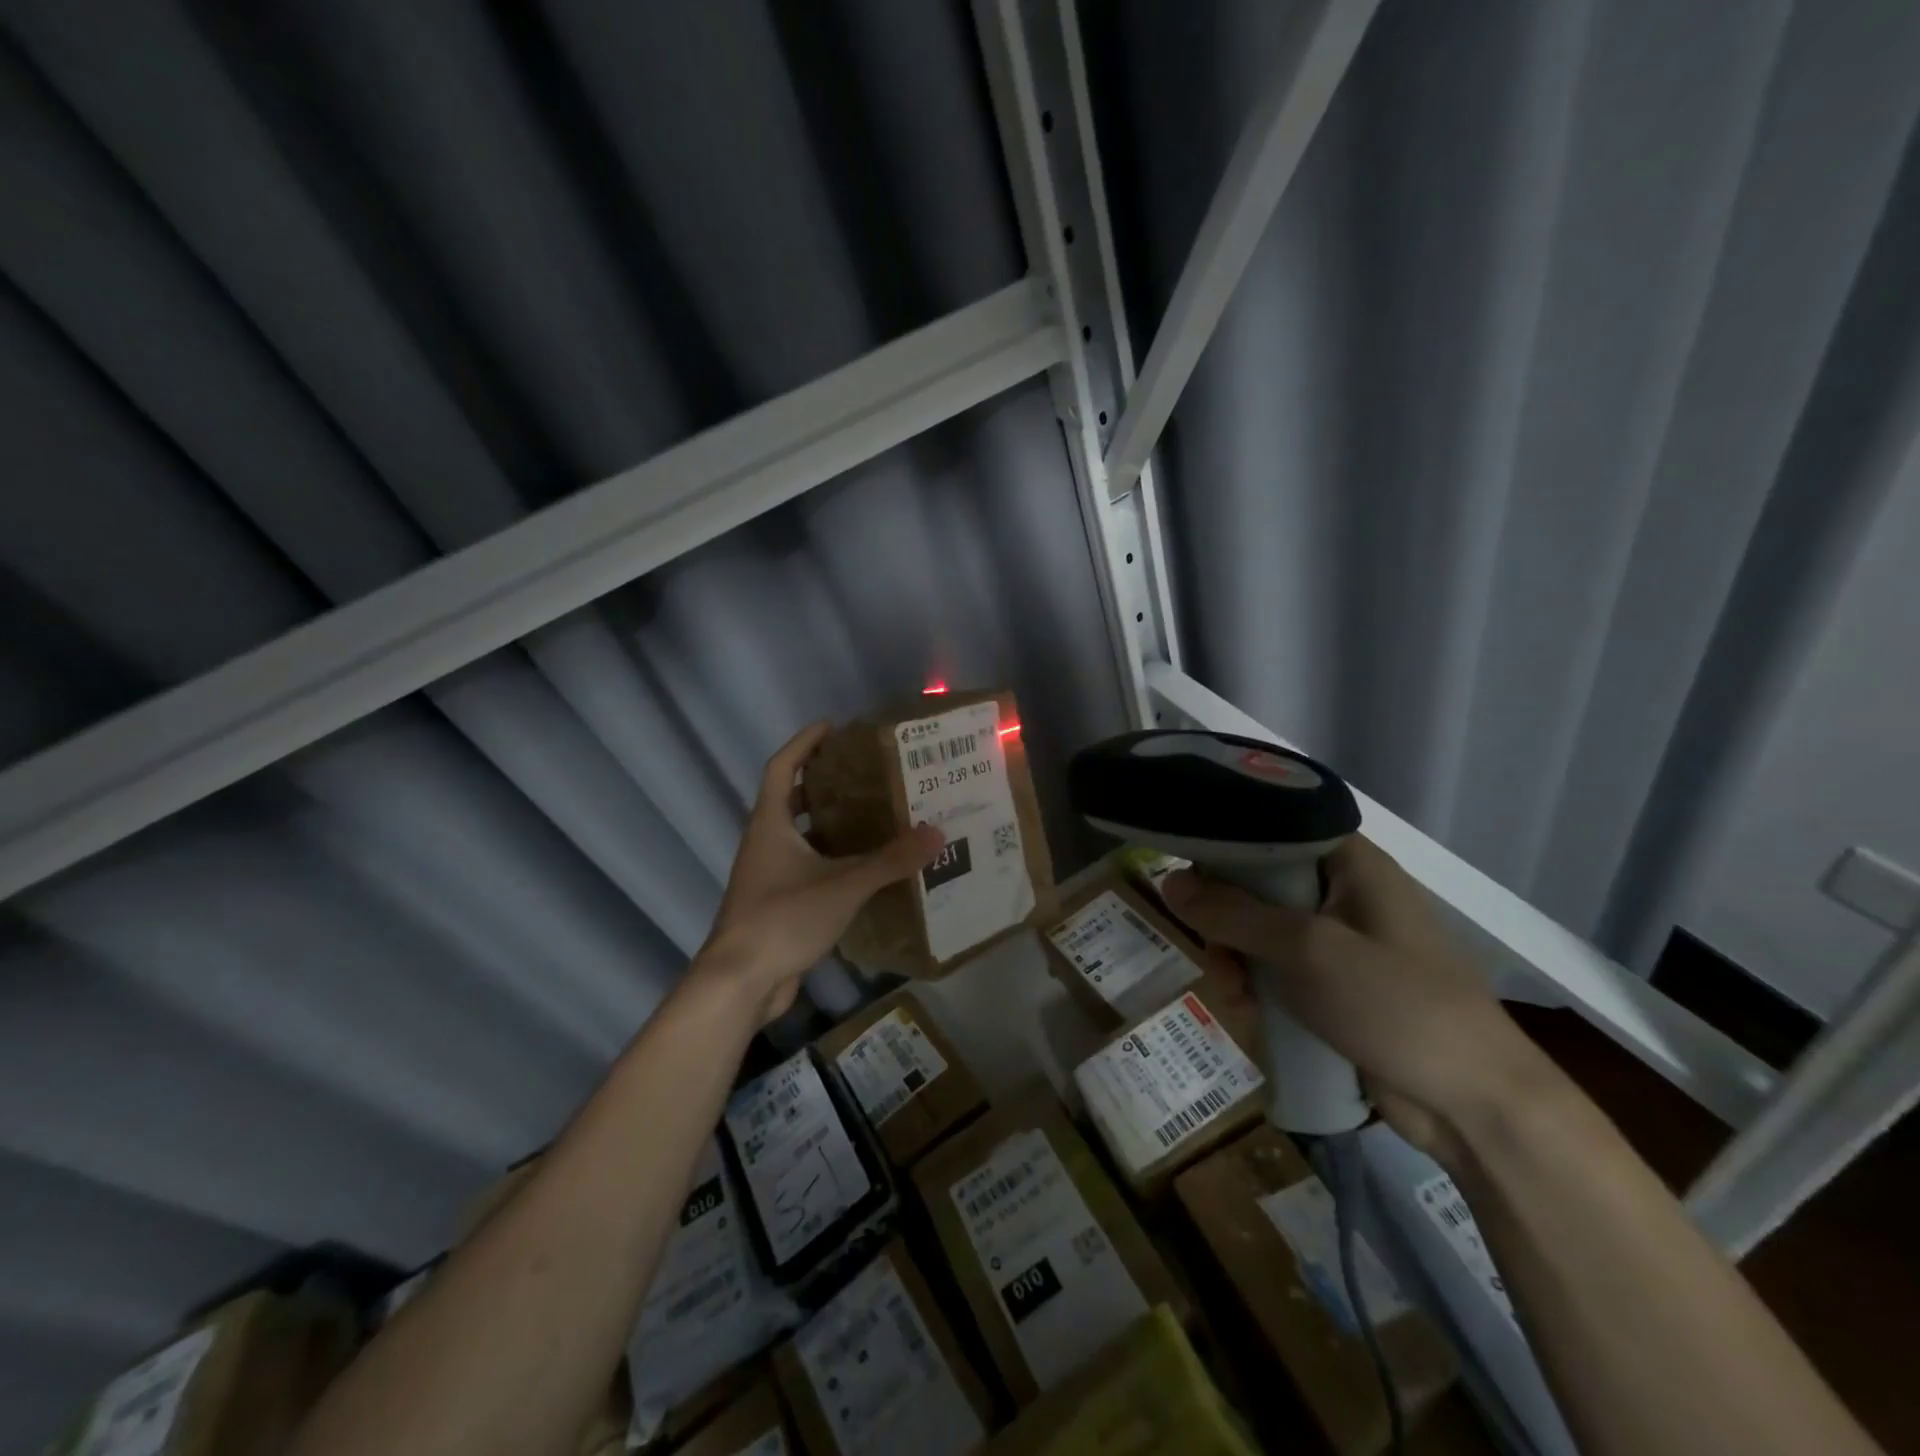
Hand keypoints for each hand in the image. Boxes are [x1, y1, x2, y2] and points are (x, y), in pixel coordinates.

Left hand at [696, 722, 944, 1022]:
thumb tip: (937, 833)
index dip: (804, 743)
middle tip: (863, 775)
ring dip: (828, 824)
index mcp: (770, 824)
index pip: (781, 767)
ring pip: (798, 837)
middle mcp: (764, 843)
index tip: (833, 727)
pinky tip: (862, 869)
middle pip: (789, 799)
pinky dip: (829, 860)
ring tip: (871, 817)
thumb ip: (890, 860)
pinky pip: (804, 868)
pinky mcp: (775, 903)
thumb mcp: (843, 885)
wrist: (740, 982)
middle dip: (822, 783)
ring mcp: (766, 875)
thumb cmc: (783, 918)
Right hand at [1163, 837, 1539, 1161]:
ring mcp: (1342, 941)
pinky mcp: (1337, 984)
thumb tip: (1168, 881)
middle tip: (1214, 952)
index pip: (1273, 827)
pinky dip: (1258, 984)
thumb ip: (1233, 913)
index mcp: (1351, 862)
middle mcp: (1345, 891)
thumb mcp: (1306, 950)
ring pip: (1262, 929)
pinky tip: (1252, 1013)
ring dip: (1237, 958)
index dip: (1226, 842)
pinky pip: (1279, 968)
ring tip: (1235, 996)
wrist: (1476, 1106)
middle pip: (1259, 882)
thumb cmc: (1396, 1005)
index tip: (1184, 869)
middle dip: (1226, 918)